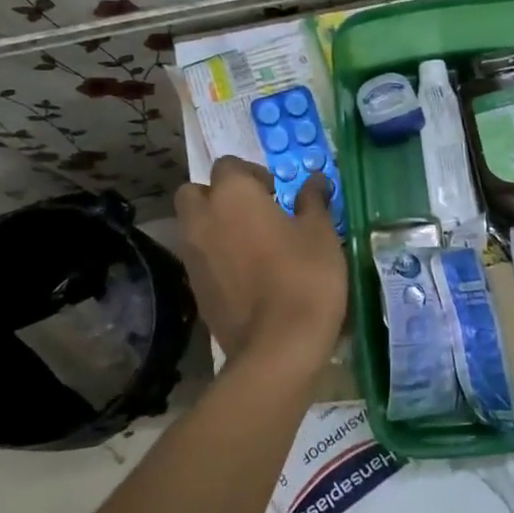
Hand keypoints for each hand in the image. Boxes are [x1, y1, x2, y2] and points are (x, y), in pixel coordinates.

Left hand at [175, 157, 346, 368]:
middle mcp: (202, 219)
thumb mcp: (321, 233)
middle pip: (195, 192)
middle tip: (254, 213)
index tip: (277, 193)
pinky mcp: (194, 288)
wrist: (278, 346)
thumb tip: (315, 181)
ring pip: (193, 226)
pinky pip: (199, 258)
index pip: (229, 165)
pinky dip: (215, 257)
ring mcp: (192, 256)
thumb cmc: (305, 277)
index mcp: (233, 195)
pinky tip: (247, 274)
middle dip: (219, 196)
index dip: (253, 175)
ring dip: (215, 226)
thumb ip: (313, 201)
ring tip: (252, 245)